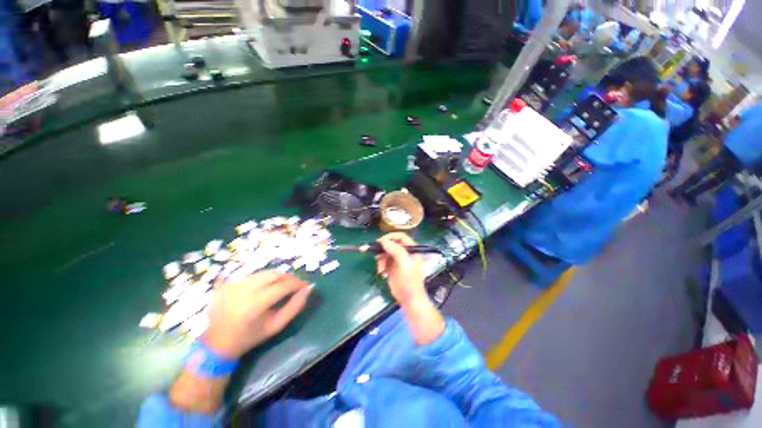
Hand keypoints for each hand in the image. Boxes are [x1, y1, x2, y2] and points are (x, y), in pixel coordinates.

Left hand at [203, 270, 311, 358]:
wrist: (216, 344)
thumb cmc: (250, 337)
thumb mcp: (276, 326)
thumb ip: (295, 307)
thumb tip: (309, 289)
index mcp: (255, 304)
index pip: (283, 285)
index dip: (298, 283)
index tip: (306, 285)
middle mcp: (243, 290)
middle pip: (274, 274)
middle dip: (288, 277)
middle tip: (295, 285)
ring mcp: (234, 285)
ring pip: (264, 273)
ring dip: (277, 277)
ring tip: (282, 286)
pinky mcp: (228, 283)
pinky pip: (253, 276)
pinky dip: (264, 280)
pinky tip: (265, 289)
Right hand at [375, 233, 425, 306]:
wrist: (409, 299)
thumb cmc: (409, 281)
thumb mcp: (405, 264)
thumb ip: (396, 251)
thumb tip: (384, 242)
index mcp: (412, 250)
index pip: (401, 237)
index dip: (390, 237)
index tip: (381, 242)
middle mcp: (405, 253)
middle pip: (391, 244)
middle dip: (383, 249)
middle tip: (376, 254)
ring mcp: (398, 260)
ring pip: (386, 252)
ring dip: (381, 258)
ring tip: (381, 268)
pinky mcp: (392, 267)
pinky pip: (384, 260)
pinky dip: (381, 264)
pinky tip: (382, 272)